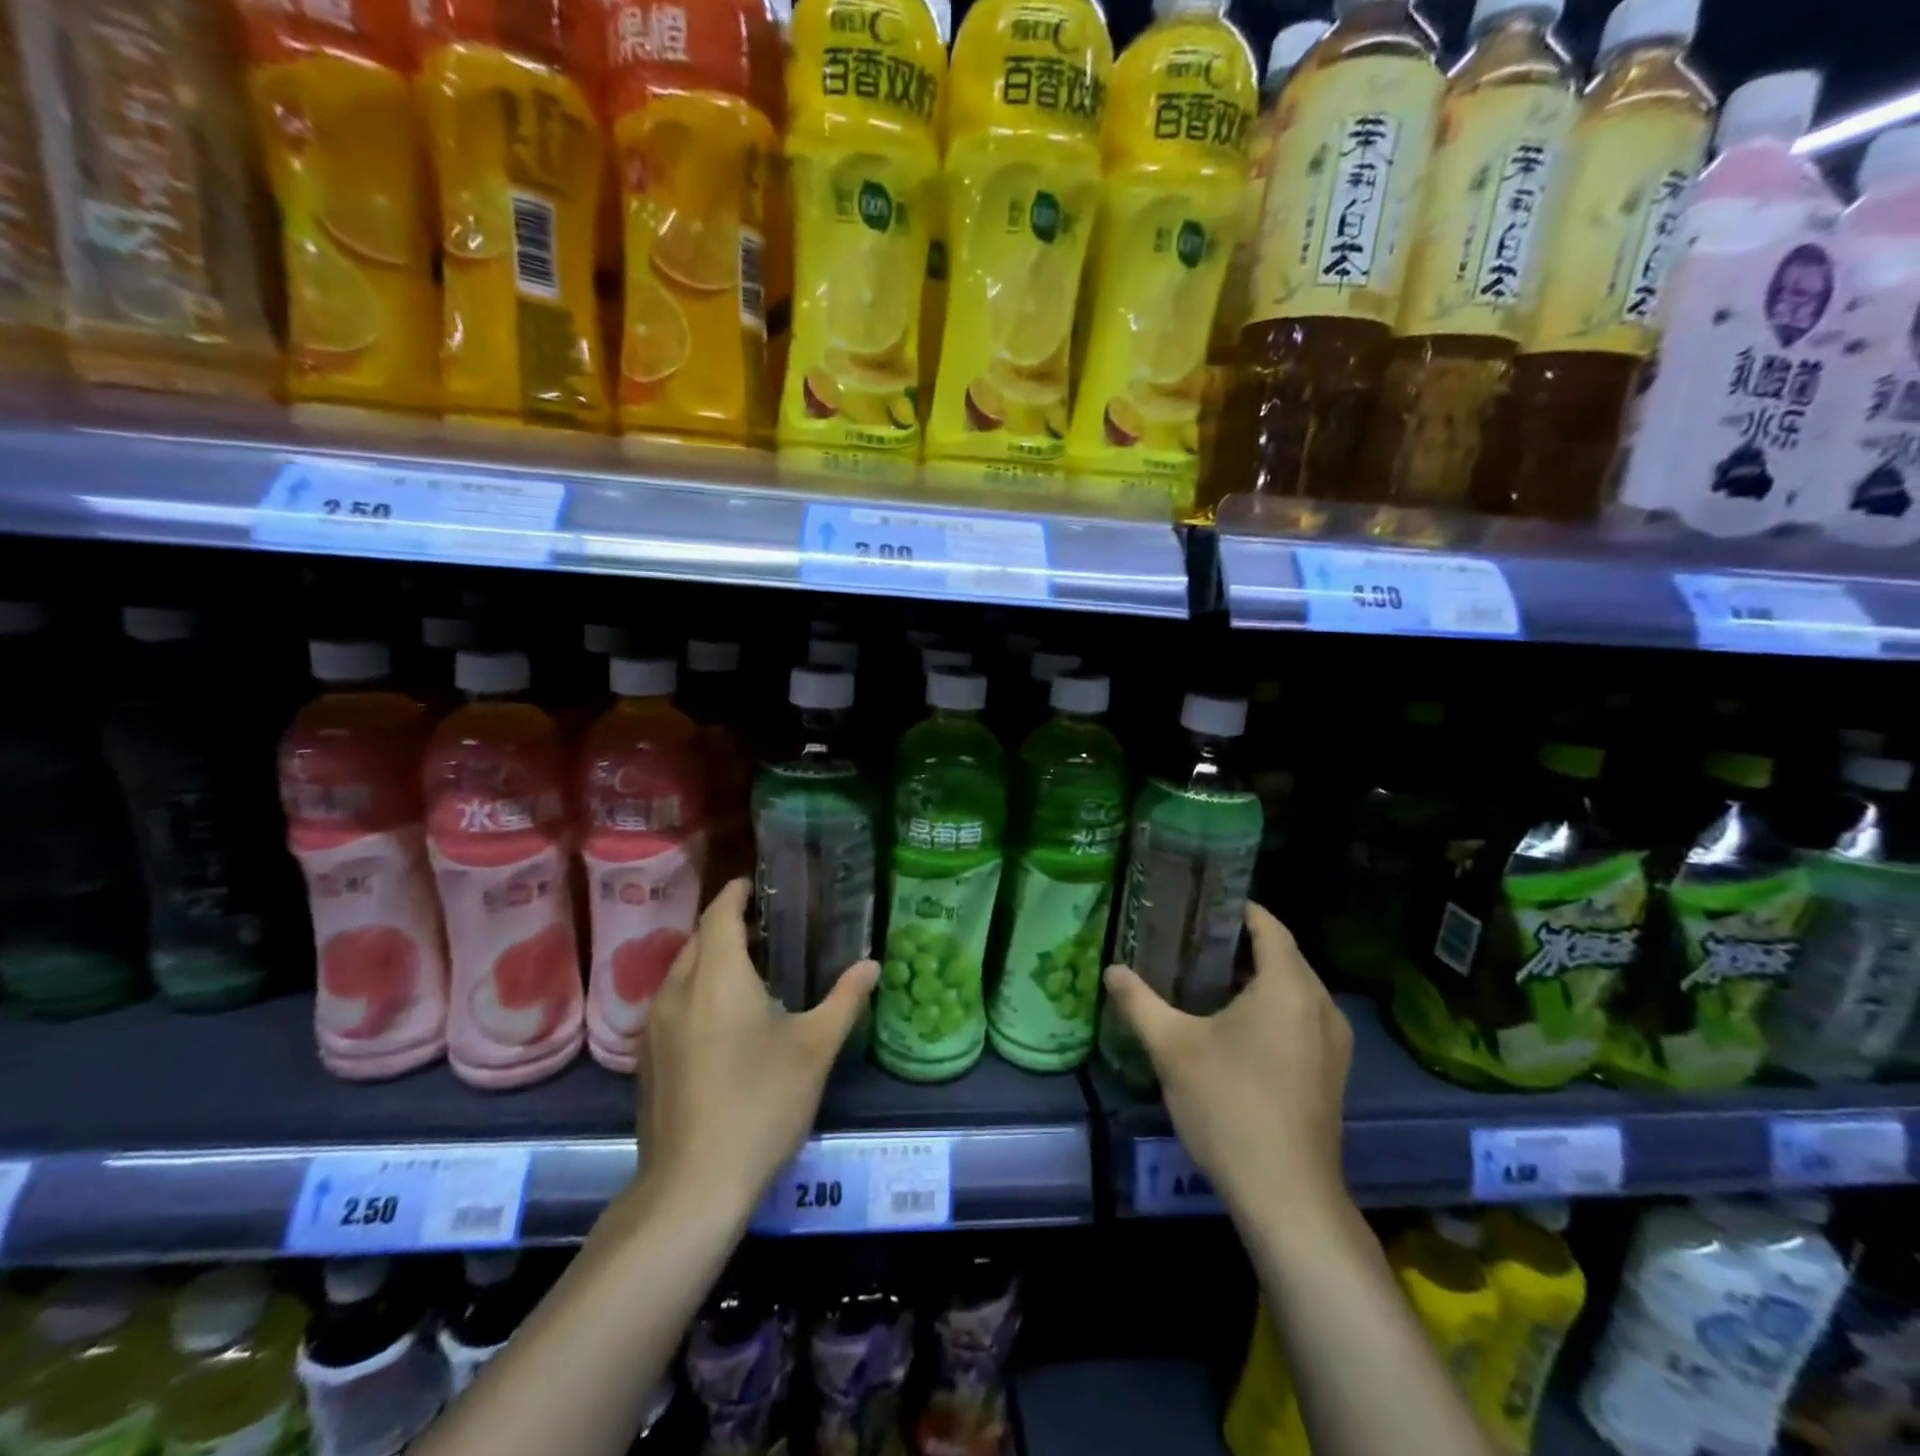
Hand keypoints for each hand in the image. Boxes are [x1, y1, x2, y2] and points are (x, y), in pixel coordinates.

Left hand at [635, 879, 878, 1221]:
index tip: (758, 884)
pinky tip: (724, 1018)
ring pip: (682, 972)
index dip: (737, 893)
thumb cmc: (760, 1104)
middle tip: (767, 926)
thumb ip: (844, 1000)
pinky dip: (698, 990)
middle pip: (699, 939)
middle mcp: (678, 990)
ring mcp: (655, 1027)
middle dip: (727, 924)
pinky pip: (673, 1002)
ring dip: (711, 958)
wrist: (692, 1187)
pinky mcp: (647, 1059)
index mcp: (717, 976)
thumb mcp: (814, 1049)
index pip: (719, 913)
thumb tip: (872, 964)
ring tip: (750, 968)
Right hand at [1103, 902, 1352, 1226]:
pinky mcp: (1332, 1071)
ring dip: (1257, 977)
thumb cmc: (1229, 1106)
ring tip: (1206, 978)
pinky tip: (1235, 1026)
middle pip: (1283, 955)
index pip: (1269, 926)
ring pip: (1294, 988)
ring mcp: (1333, 1042)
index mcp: (1288, 987)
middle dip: (1241, 943)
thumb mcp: (1172, 1048)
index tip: (1201, 903)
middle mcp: (1321, 1005)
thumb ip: (1139, 1002)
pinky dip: (1273, 1007)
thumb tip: (1112, 970)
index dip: (1237, 908)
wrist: (1286, 1195)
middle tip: (1191, 939)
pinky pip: (1302, 1017)